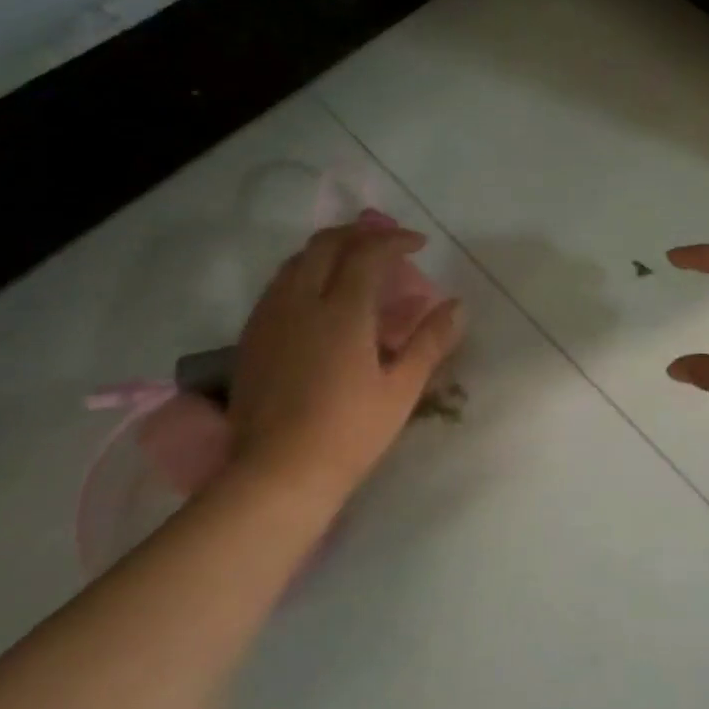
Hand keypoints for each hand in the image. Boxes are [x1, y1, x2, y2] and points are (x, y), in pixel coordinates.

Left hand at [229, 222, 462, 503]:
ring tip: (354, 261)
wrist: (277, 476)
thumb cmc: (349, 433)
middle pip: (326, 244)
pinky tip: (319, 296)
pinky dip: (306, 272)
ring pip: (297, 260)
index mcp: (342, 312)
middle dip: (360, 233)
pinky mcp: (252, 337)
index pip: (368, 253)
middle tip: (386, 242)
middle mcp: (301, 302)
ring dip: (330, 249)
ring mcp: (270, 318)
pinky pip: (279, 285)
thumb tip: (457, 305)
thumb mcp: (402, 389)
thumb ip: (430, 341)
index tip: (419, 244)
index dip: (395, 240)